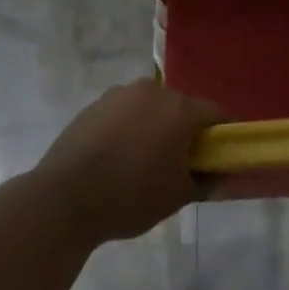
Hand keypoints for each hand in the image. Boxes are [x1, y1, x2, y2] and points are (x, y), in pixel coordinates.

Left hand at [34, 80, 228, 245]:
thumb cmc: (130, 197)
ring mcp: (120, 94)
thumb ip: (206, 182)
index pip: (217, 114)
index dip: (225, 134)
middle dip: (188, 130)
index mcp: (179, 109)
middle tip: (185, 163)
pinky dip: (131, 127)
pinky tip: (119, 156)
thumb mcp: (177, 197)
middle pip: (183, 107)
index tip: (225, 155)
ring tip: (147, 161)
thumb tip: (223, 177)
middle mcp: (153, 91)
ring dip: (157, 126)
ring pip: (152, 107)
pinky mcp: (95, 103)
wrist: (63, 198)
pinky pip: (126, 112)